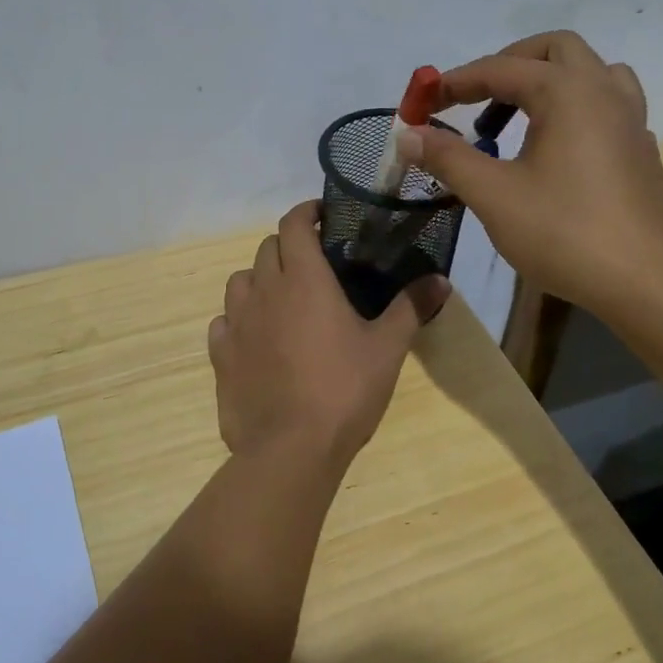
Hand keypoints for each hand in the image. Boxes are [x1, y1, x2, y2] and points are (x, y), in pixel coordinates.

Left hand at [208, 202, 447, 470]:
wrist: (291, 449)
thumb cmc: (344, 390)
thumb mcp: (387, 348)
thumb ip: (411, 307)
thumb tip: (441, 280)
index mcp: (304, 280)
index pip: (293, 224)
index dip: (306, 212)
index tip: (323, 216)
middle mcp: (264, 291)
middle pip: (266, 248)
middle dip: (288, 245)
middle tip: (313, 262)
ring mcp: (237, 323)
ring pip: (240, 281)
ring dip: (260, 279)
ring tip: (281, 297)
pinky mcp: (220, 355)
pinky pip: (223, 321)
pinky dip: (238, 318)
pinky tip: (255, 336)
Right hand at [398, 30, 662, 312]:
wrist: (649, 281)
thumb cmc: (566, 232)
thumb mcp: (494, 195)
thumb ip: (448, 158)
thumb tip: (409, 134)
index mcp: (567, 91)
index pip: (501, 68)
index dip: (455, 82)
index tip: (423, 102)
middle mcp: (604, 91)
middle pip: (554, 50)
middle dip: (507, 65)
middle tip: (475, 99)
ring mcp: (630, 119)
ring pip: (588, 73)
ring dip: (546, 82)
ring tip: (515, 120)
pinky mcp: (640, 149)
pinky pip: (604, 104)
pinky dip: (571, 108)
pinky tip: (553, 150)